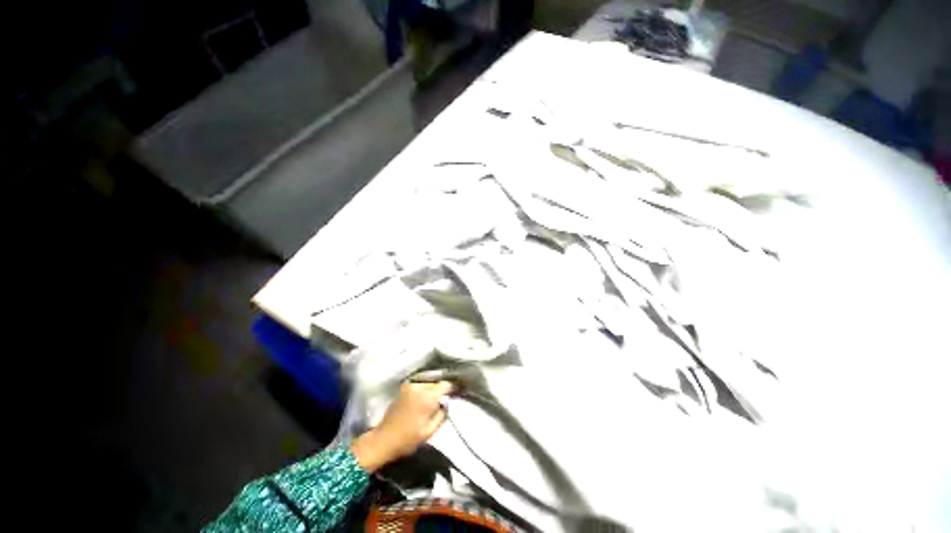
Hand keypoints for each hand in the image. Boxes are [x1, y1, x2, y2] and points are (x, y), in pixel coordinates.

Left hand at [351, 382, 452, 471]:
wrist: (383, 440)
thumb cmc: (407, 439)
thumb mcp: (430, 431)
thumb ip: (442, 414)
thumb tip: (447, 402)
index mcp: (427, 396)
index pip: (446, 384)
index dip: (454, 386)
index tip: (460, 390)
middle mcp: (419, 387)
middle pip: (437, 381)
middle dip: (444, 387)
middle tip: (450, 394)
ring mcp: (410, 386)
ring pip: (429, 381)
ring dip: (434, 387)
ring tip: (439, 395)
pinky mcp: (404, 388)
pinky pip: (420, 384)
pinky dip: (426, 387)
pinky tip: (428, 396)